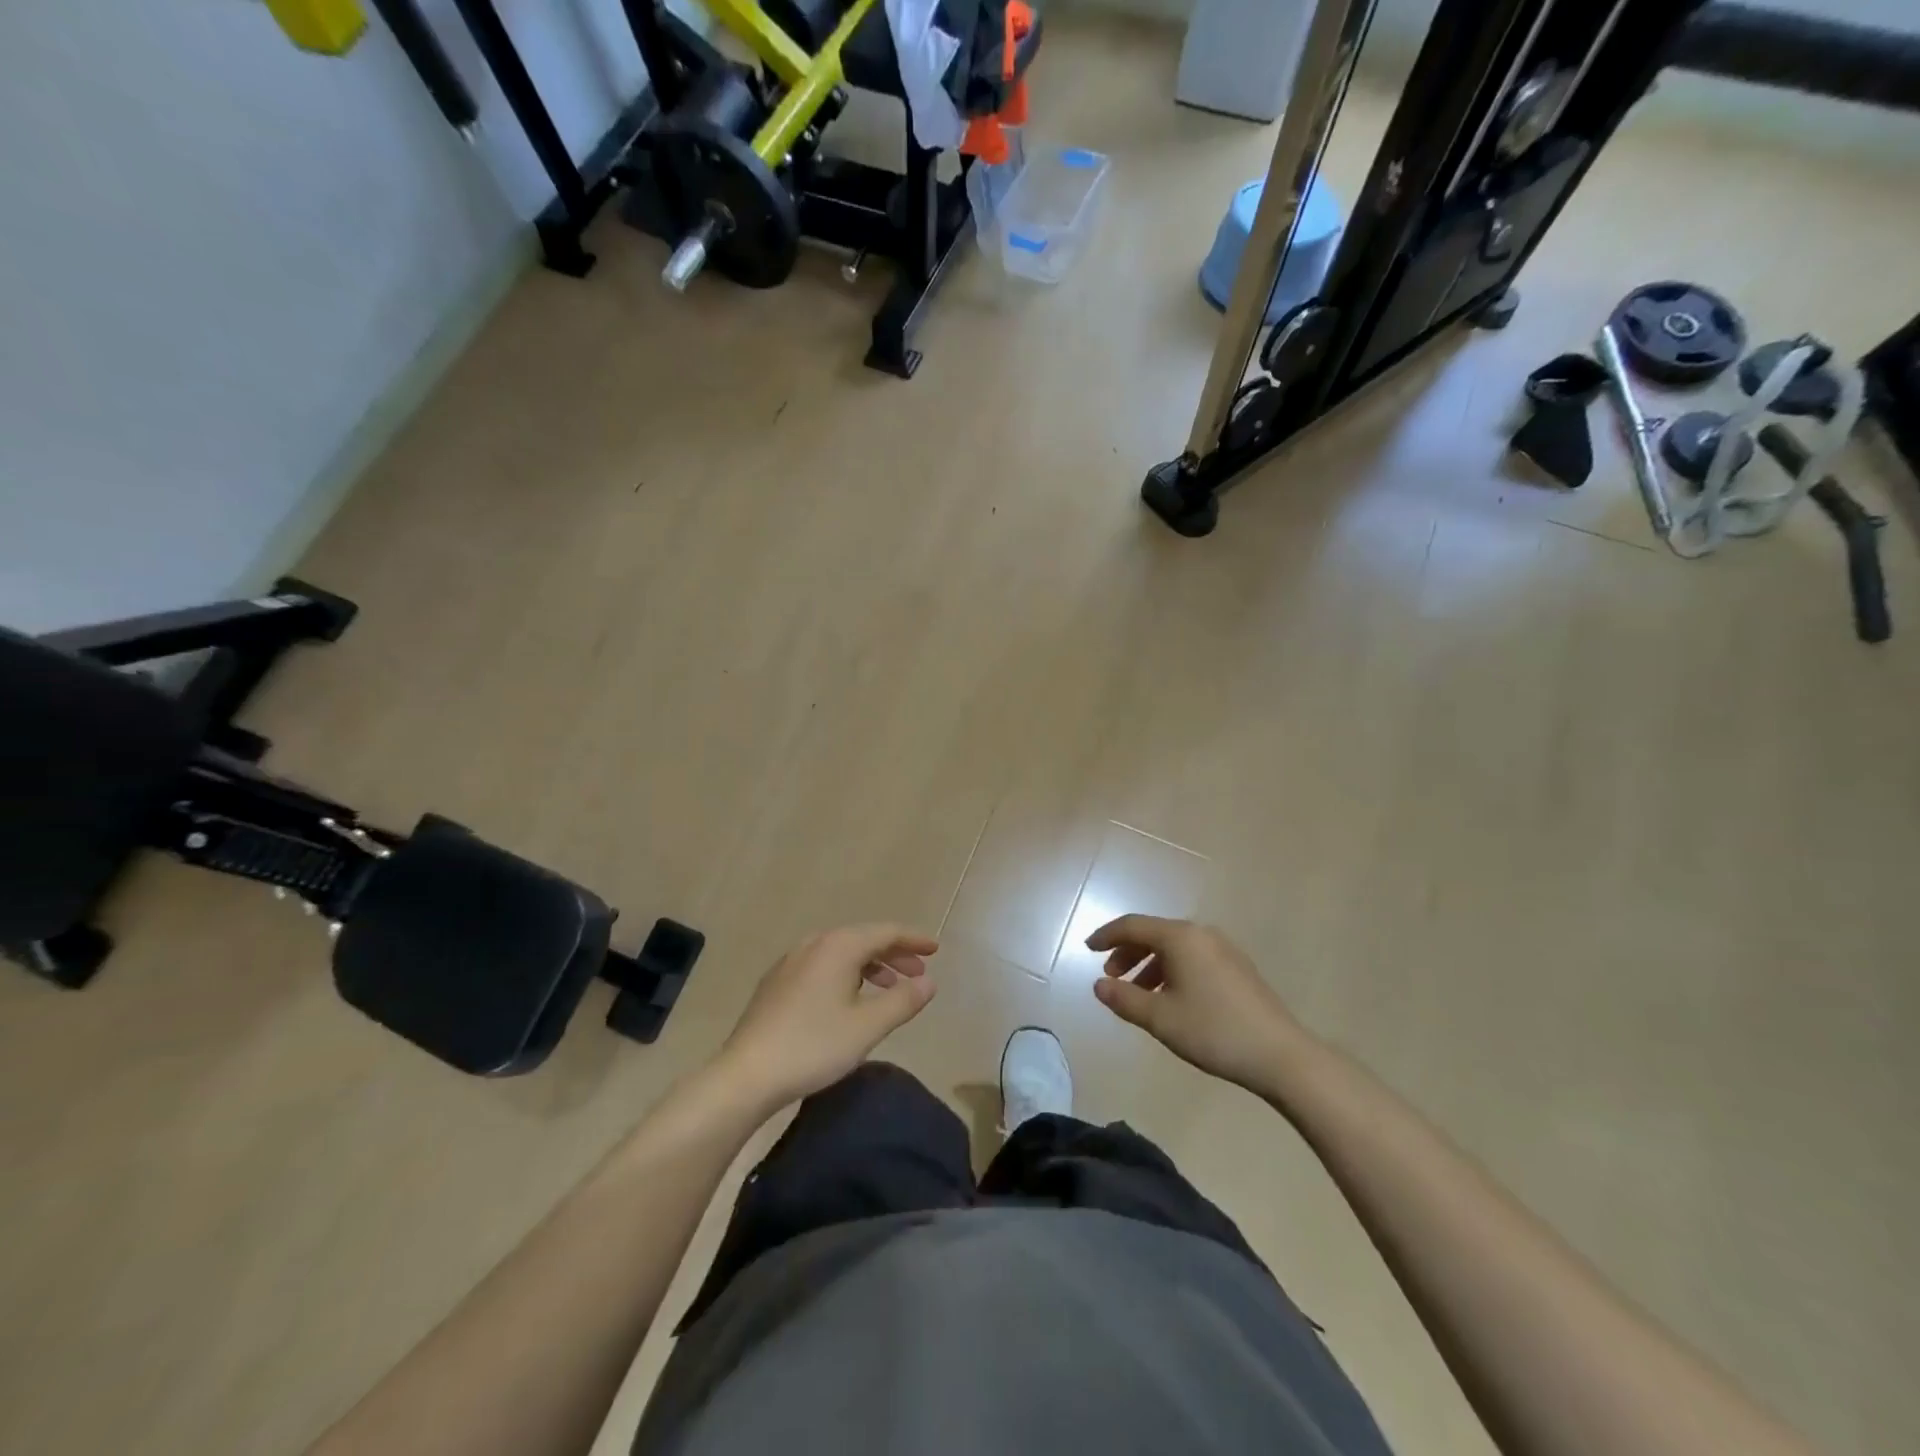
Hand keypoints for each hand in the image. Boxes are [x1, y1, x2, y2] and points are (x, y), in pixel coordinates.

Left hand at [715, 924, 938, 1110]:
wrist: (746, 1074)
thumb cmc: (813, 1046)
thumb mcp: (867, 1027)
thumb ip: (903, 1001)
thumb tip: (929, 982)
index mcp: (838, 946)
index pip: (885, 932)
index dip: (913, 940)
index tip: (935, 950)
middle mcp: (814, 944)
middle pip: (863, 939)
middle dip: (894, 954)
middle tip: (918, 975)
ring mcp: (791, 962)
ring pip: (842, 953)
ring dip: (871, 966)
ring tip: (889, 989)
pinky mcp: (777, 983)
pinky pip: (824, 966)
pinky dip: (848, 974)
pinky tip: (850, 1000)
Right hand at [1087, 915, 1306, 1090]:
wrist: (1281, 1055)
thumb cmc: (1213, 1031)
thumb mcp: (1160, 1019)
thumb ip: (1124, 999)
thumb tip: (1099, 985)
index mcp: (1180, 937)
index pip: (1132, 926)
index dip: (1106, 935)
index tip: (1087, 948)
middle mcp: (1201, 934)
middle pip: (1154, 933)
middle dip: (1127, 952)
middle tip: (1111, 977)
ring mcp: (1223, 949)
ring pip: (1174, 947)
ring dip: (1149, 964)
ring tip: (1138, 994)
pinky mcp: (1237, 968)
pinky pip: (1192, 957)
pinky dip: (1171, 970)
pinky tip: (1170, 999)